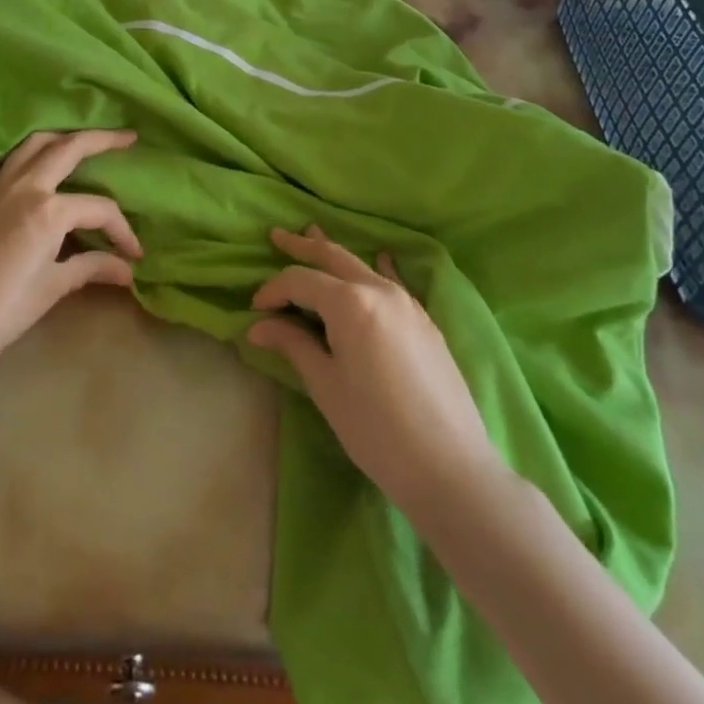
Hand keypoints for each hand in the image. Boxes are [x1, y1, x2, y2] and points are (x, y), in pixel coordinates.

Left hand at [0, 130, 141, 377]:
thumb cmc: (1, 313)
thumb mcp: (53, 288)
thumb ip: (92, 267)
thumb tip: (127, 269)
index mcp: (50, 210)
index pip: (100, 208)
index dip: (122, 230)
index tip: (134, 254)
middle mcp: (24, 186)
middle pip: (69, 148)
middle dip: (102, 140)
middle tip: (127, 138)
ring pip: (31, 144)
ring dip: (59, 137)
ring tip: (79, 140)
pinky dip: (11, 156)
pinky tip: (20, 165)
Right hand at [247, 227, 501, 520]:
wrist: (449, 468)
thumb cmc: (376, 429)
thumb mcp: (326, 386)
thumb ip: (293, 345)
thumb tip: (258, 326)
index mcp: (350, 302)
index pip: (301, 281)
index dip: (273, 290)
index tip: (254, 310)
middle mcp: (380, 290)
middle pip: (333, 257)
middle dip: (302, 246)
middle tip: (276, 235)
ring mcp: (408, 303)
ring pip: (362, 266)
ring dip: (334, 254)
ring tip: (313, 235)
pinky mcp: (425, 322)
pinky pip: (393, 282)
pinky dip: (376, 268)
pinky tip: (380, 257)